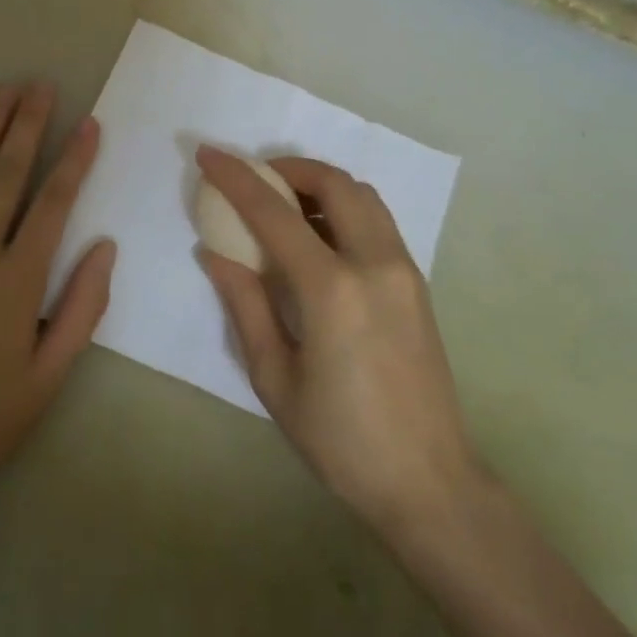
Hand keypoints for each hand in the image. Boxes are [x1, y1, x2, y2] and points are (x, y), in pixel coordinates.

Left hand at [0, 83, 114, 526]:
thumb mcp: (47, 380)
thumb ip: (81, 310)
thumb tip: (105, 248)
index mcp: (16, 280)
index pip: (53, 204)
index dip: (74, 160)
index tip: (89, 123)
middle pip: (6, 175)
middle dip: (28, 125)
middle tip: (40, 85)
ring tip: (1, 92)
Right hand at [196, 148, 480, 535]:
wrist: (428, 481)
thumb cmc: (341, 441)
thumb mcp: (276, 379)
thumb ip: (245, 305)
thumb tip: (215, 254)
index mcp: (332, 290)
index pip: (275, 214)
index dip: (236, 178)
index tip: (208, 154)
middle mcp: (374, 263)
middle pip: (333, 183)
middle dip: (288, 168)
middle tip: (254, 179)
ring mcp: (404, 269)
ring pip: (363, 195)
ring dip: (321, 184)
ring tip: (285, 205)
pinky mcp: (417, 281)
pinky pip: (378, 220)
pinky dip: (345, 207)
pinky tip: (320, 236)